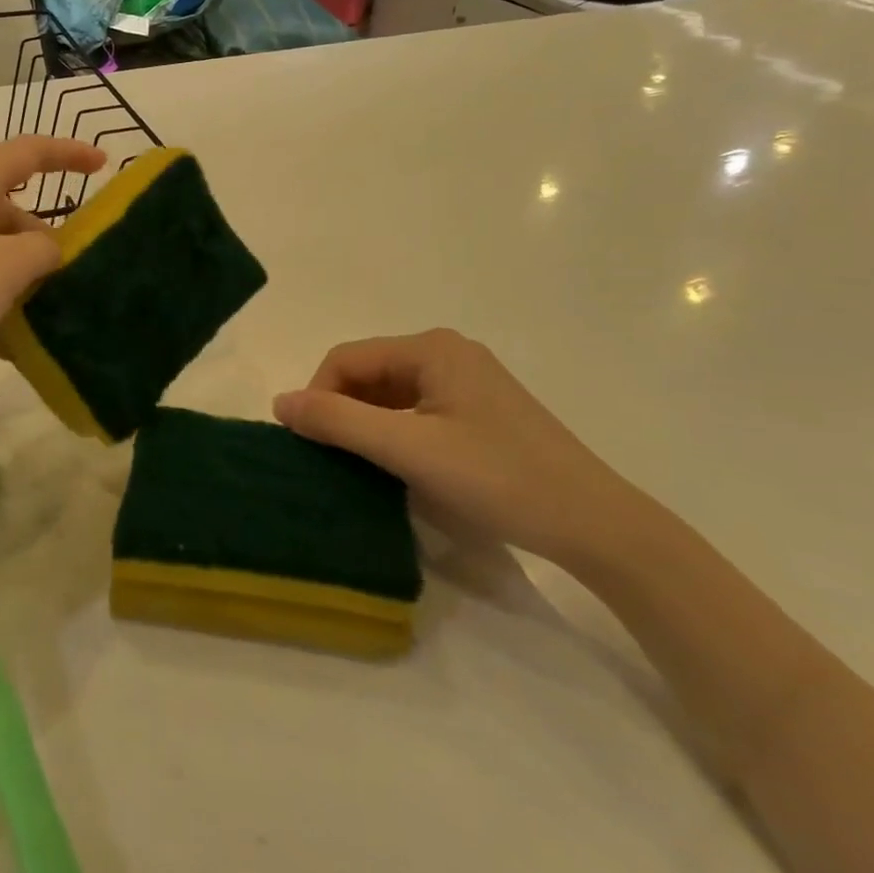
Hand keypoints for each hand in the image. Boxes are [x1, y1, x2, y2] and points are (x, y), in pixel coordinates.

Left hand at [0, 135, 104, 409]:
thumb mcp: (2, 269)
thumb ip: (40, 249)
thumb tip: (46, 246)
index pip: (25, 153)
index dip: (67, 153)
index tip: (103, 165)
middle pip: (6, 208)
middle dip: (42, 238)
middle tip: (71, 276)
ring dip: (18, 276)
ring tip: (44, 315)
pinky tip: (5, 341)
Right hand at [273, 329, 638, 565]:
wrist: (594, 524)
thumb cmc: (497, 478)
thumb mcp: (408, 450)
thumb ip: (339, 422)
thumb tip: (279, 402)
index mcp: (431, 348)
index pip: (347, 359)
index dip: (318, 397)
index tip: (310, 446)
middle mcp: (447, 353)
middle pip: (369, 373)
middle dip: (343, 412)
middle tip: (333, 462)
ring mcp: (467, 381)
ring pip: (391, 395)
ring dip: (368, 426)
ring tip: (362, 469)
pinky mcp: (480, 411)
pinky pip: (417, 411)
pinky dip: (396, 434)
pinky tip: (398, 468)